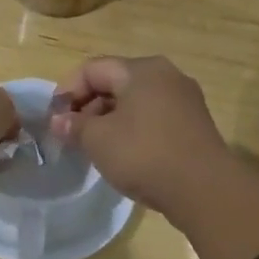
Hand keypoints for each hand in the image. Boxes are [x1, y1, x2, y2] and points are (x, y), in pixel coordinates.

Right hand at [53, 54, 258, 258]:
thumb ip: (74, 125)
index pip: (92, 68)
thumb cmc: (144, 155)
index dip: (66, 91)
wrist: (204, 189)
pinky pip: (152, 117)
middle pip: (115, 82)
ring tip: (92, 147)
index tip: (53, 119)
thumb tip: (58, 121)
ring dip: (108, 120)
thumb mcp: (99, 140)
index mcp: (142, 70)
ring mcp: (184, 100)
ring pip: (134, 101)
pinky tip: (122, 154)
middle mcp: (166, 76)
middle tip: (70, 134)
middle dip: (87, 106)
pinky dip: (131, 129)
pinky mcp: (193, 124)